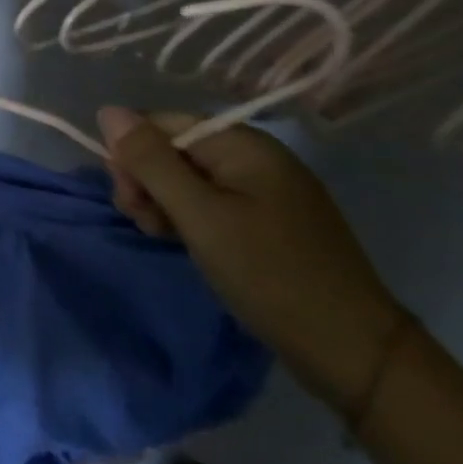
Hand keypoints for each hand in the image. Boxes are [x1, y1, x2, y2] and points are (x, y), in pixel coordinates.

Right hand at [98, 106, 407, 415]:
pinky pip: (209, 202)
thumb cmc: (269, 273)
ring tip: (161, 236)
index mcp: (244, 145)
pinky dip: (187, 218)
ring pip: (185, 178)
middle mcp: (254, 158)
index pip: (161, 123)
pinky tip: (182, 241)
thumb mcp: (198, 214)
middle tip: (144, 221)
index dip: (133, 152)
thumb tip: (108, 111)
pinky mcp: (266, 222)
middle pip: (172, 149)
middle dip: (145, 180)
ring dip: (161, 202)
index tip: (127, 196)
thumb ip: (150, 160)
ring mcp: (263, 191)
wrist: (353, 352)